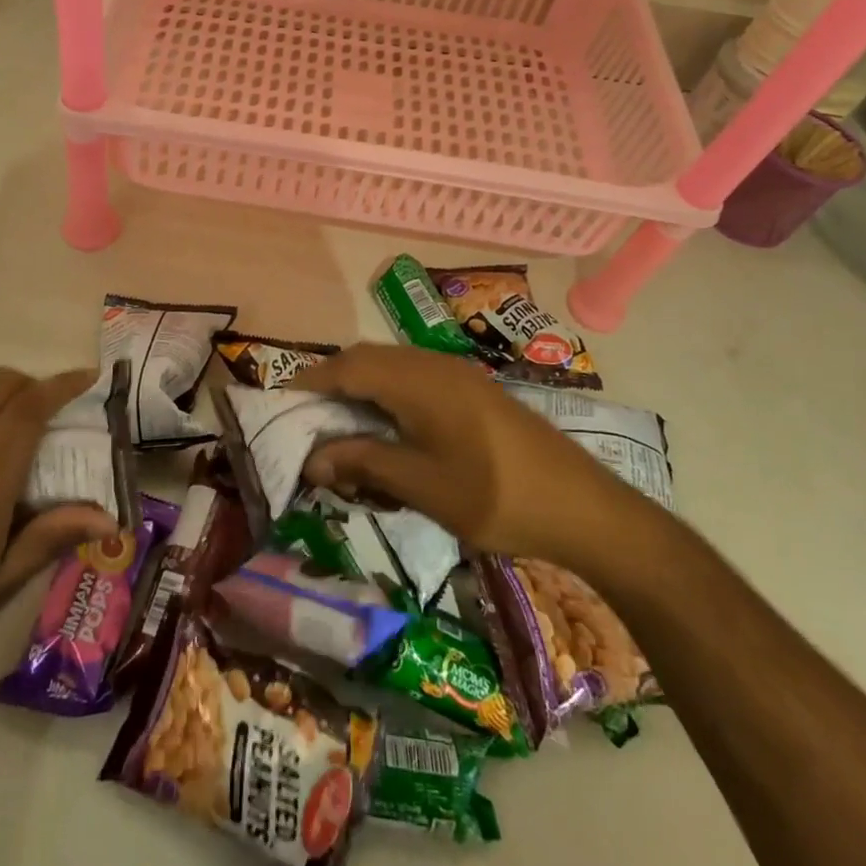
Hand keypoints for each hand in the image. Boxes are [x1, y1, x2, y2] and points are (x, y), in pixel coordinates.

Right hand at [294, 343, 646, 570]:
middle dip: (334, 382)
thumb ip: (364, 461)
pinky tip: (390, 426)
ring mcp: (457, 374)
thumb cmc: (495, 497)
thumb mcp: (422, 485)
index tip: (282, 403)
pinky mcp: (473, 390)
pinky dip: (388, 393)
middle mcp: (434, 364)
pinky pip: (415, 377)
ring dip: (362, 386)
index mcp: (418, 380)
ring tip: (343, 423)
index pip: (348, 366)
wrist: (583, 506)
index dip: (311, 381)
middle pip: (368, 358)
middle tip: (308, 417)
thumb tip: (313, 458)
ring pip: (392, 365)